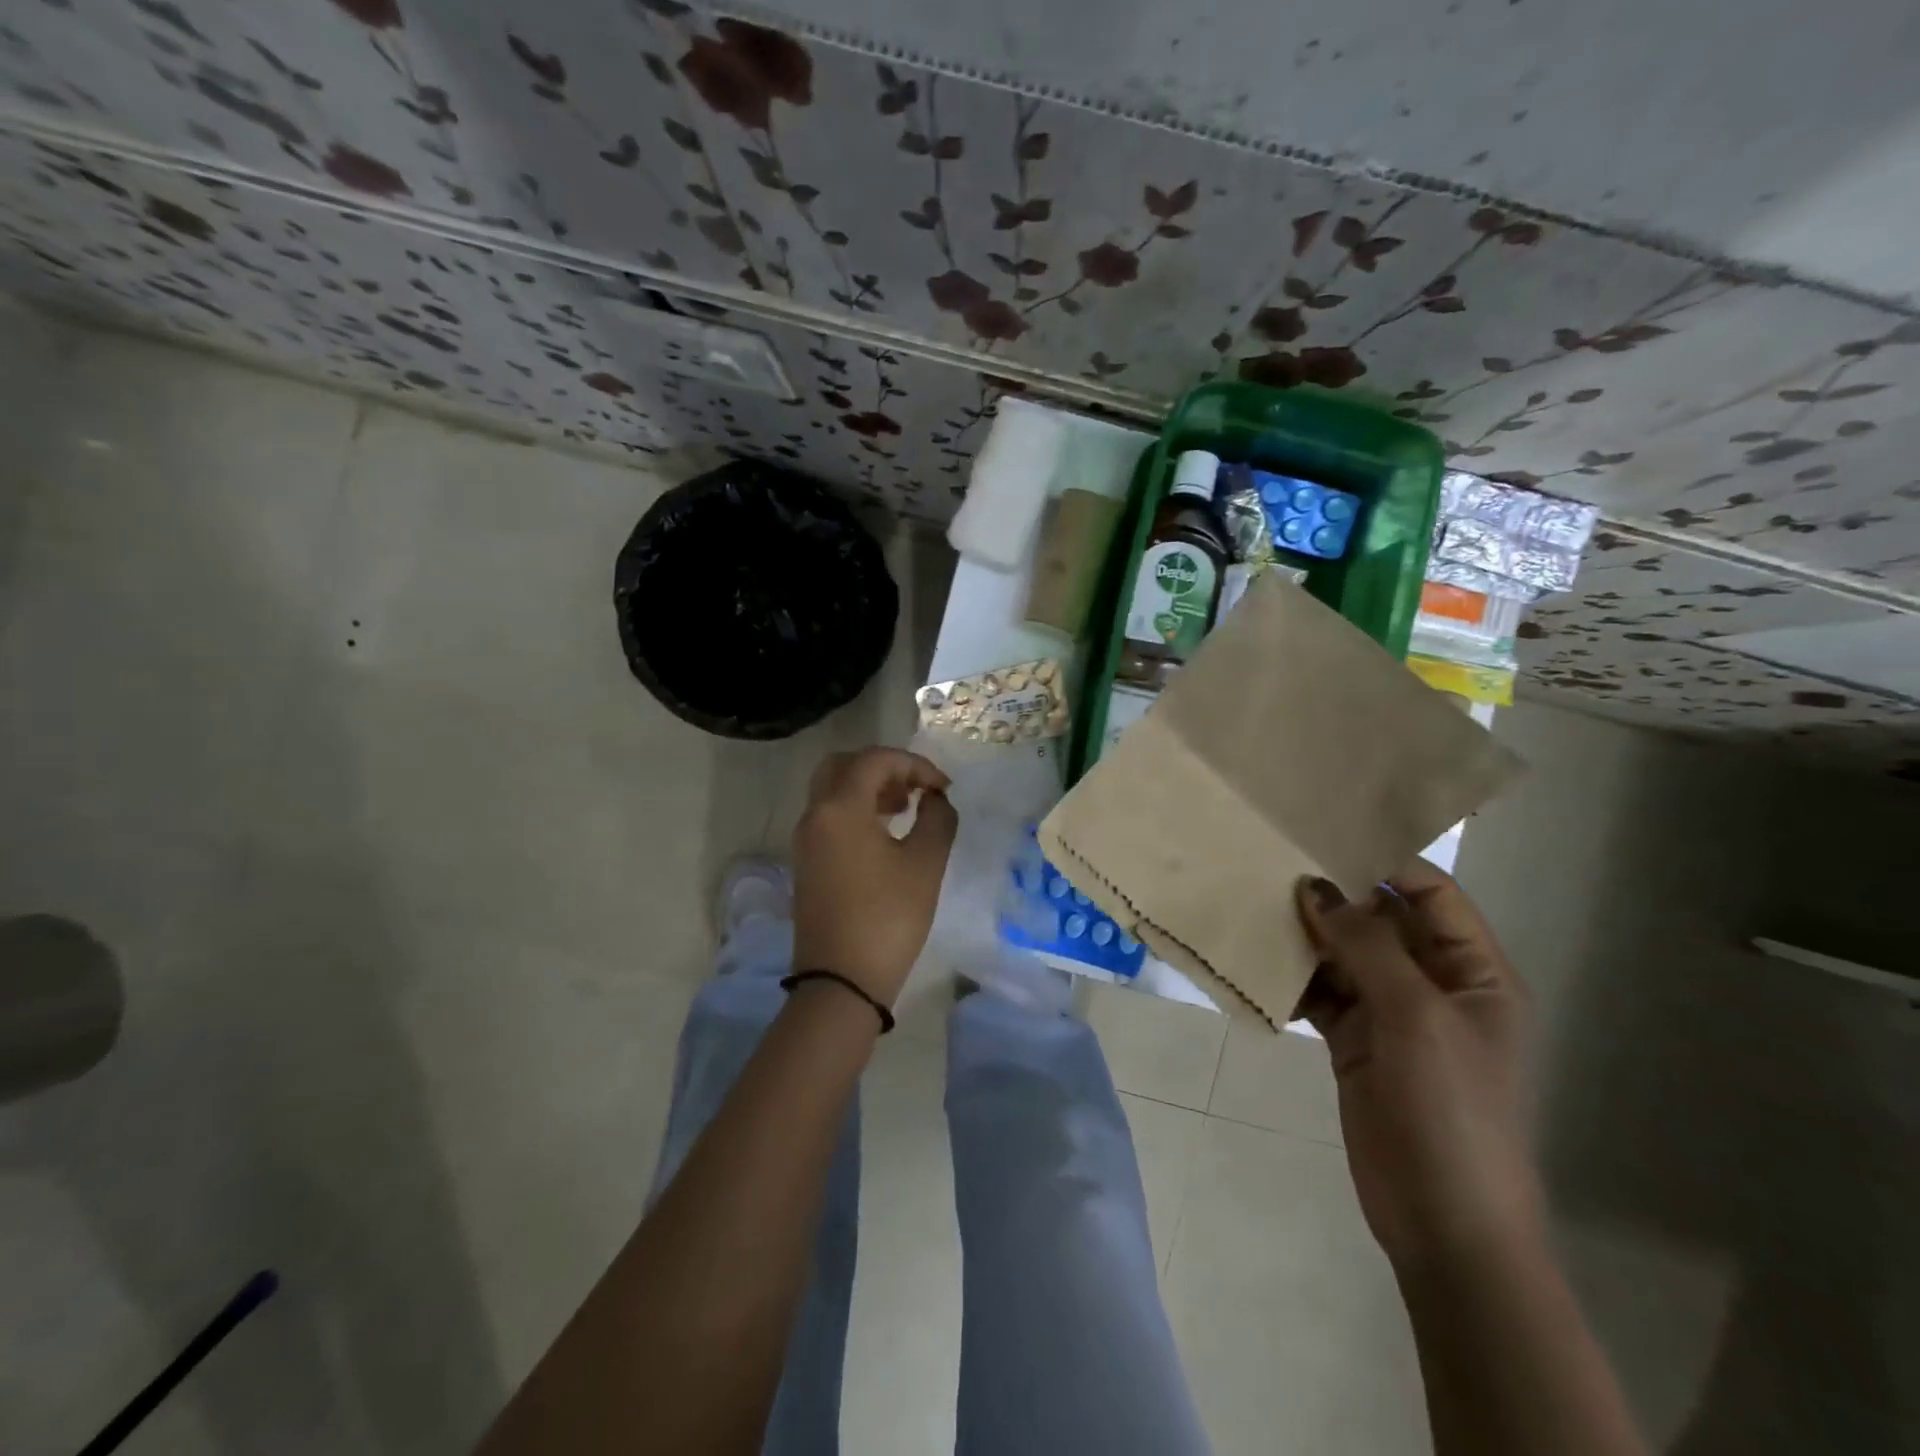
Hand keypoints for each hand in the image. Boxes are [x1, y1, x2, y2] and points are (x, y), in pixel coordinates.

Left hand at [791, 747, 957, 1006]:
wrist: (841, 982)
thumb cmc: (888, 918)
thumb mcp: (925, 864)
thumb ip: (938, 818)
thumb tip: (935, 799)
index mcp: (839, 808)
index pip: (874, 760)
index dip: (914, 764)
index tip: (943, 788)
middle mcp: (814, 816)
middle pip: (843, 766)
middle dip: (883, 768)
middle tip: (915, 789)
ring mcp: (805, 841)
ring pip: (832, 791)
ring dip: (868, 788)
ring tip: (906, 809)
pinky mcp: (806, 864)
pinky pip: (828, 817)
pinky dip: (855, 810)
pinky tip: (885, 834)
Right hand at [1295, 862, 1540, 1274]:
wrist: (1442, 1220)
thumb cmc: (1449, 1108)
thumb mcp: (1414, 1016)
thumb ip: (1365, 944)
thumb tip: (1314, 885)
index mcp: (1473, 972)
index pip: (1431, 894)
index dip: (1383, 864)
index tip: (1322, 841)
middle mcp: (1433, 984)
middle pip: (1381, 921)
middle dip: (1333, 897)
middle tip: (1272, 866)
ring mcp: (1392, 1015)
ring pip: (1345, 955)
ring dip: (1307, 936)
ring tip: (1254, 904)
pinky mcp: (1355, 1042)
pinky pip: (1322, 993)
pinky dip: (1294, 979)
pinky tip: (1257, 962)